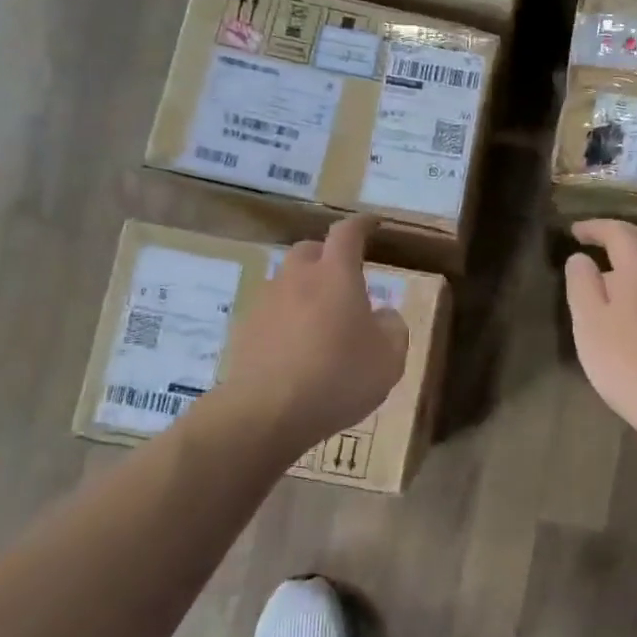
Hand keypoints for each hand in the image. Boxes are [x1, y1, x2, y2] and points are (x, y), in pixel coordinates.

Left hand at [215, 216, 408, 454]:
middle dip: (328, 256)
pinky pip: (271, 314)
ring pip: (287, 282)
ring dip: (305, 291)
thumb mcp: (389, 358)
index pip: (348, 233)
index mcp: (336, 275)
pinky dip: (286, 320)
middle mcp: (297, 278)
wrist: (267, 412)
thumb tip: (383, 315)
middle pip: (309, 251)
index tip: (373, 224)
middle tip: (344, 278)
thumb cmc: (338, 377)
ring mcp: (265, 303)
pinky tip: (296, 349)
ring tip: (320, 320)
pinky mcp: (244, 331)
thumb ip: (392, 329)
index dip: (362, 225)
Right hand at [562, 220, 636, 451]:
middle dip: (611, 275)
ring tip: (610, 334)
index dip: (597, 227)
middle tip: (586, 302)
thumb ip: (582, 285)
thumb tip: (582, 259)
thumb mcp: (590, 323)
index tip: (576, 232)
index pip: (621, 233)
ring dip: (630, 303)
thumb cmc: (630, 364)